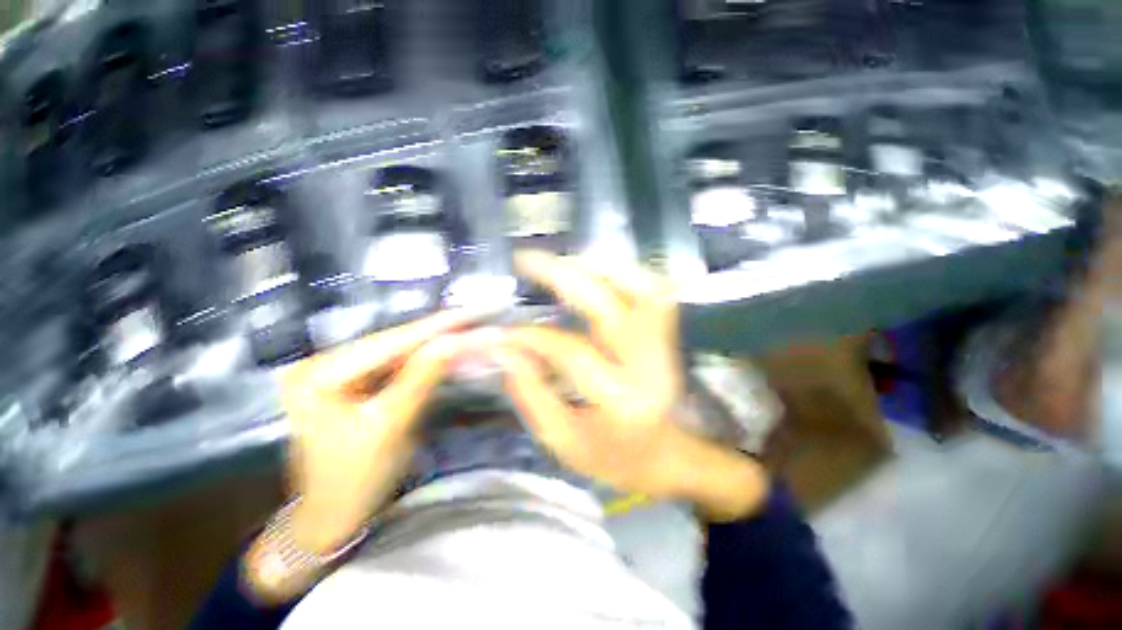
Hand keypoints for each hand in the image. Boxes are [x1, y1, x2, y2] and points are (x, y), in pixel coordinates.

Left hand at [279, 310, 477, 553]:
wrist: (332, 517)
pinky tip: (442, 349)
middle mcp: (320, 364)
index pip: (387, 343)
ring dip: (429, 344)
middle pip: (389, 344)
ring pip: (393, 352)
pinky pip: (391, 366)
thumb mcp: (390, 425)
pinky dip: (418, 360)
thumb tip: (455, 341)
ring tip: (464, 328)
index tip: (468, 313)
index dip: (432, 328)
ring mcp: (333, 373)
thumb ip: (421, 377)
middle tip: (472, 319)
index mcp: (317, 374)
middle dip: (433, 333)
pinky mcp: (348, 384)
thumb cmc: (355, 479)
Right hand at [494, 252, 768, 520]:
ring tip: (561, 260)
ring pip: (639, 286)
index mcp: (622, 400)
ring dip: (597, 266)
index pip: (571, 352)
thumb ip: (532, 394)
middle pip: (607, 305)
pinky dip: (626, 272)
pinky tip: (597, 269)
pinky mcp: (668, 334)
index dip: (531, 337)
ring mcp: (664, 344)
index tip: (502, 331)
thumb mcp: (564, 441)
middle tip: (526, 260)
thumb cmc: (614, 456)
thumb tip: (504, 349)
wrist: (667, 456)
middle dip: (562, 275)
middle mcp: (648, 364)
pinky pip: (653, 290)